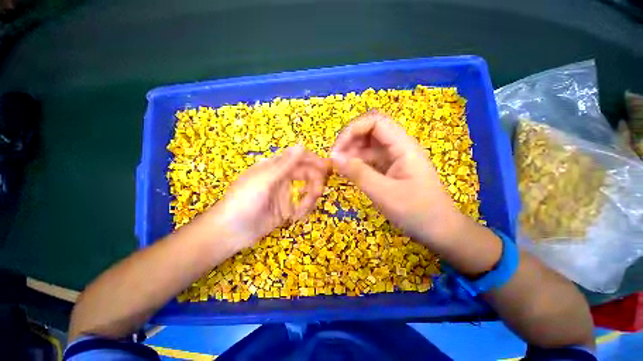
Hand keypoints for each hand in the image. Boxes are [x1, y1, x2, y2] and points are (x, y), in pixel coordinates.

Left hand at [203, 145, 329, 249]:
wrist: (230, 232)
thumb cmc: (243, 201)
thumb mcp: (264, 180)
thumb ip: (284, 164)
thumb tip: (301, 145)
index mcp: (275, 167)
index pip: (299, 158)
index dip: (314, 161)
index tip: (326, 169)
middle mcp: (282, 178)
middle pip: (307, 174)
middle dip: (315, 182)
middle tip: (318, 193)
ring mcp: (285, 194)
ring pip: (306, 191)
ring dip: (309, 199)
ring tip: (302, 211)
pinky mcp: (286, 209)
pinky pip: (302, 206)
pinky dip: (303, 210)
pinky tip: (295, 217)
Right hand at [331, 110, 468, 246]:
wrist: (439, 230)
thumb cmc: (416, 212)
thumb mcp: (384, 193)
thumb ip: (358, 173)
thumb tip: (334, 158)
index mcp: (403, 146)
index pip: (375, 122)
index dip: (353, 130)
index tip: (337, 150)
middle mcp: (399, 147)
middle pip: (370, 131)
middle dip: (349, 141)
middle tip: (335, 159)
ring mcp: (395, 158)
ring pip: (368, 146)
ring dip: (351, 153)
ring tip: (338, 168)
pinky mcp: (390, 169)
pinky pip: (370, 160)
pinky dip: (357, 163)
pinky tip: (348, 173)